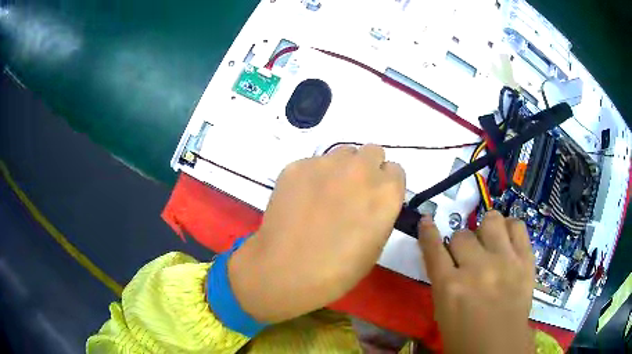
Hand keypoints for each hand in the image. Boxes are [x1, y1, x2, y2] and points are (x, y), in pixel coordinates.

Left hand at [229, 144, 404, 322]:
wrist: (287, 271)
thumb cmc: (339, 270)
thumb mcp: (376, 244)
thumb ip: (381, 211)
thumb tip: (371, 199)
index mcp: (386, 191)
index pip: (395, 170)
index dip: (385, 184)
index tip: (374, 197)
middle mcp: (360, 169)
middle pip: (372, 152)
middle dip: (367, 169)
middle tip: (352, 192)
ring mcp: (326, 163)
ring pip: (342, 153)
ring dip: (341, 168)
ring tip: (324, 194)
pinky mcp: (297, 165)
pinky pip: (312, 163)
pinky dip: (311, 176)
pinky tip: (300, 200)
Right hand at [418, 211, 535, 353]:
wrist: (501, 346)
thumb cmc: (466, 337)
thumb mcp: (443, 313)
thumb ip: (443, 282)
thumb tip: (444, 258)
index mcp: (450, 287)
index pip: (434, 248)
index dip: (427, 232)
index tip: (427, 221)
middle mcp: (476, 268)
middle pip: (462, 235)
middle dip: (460, 244)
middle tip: (467, 256)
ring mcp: (504, 260)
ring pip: (490, 220)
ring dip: (485, 229)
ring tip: (488, 241)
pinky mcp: (525, 259)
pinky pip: (517, 226)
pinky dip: (509, 227)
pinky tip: (506, 238)